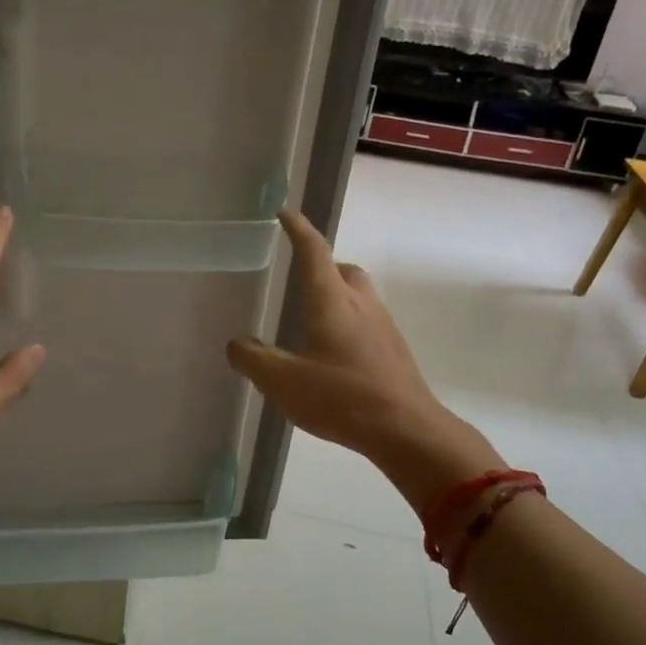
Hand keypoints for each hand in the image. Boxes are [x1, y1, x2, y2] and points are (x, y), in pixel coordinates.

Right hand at [227, 210, 498, 509]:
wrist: (408, 430)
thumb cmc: (342, 398)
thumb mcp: (283, 381)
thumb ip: (253, 359)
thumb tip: (238, 344)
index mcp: (331, 300)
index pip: (313, 250)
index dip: (298, 229)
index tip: (285, 214)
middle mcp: (360, 303)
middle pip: (342, 269)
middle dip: (321, 265)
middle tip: (300, 279)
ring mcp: (383, 325)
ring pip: (357, 295)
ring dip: (336, 295)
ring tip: (312, 320)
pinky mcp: (393, 349)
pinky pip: (367, 321)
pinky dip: (348, 322)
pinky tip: (334, 354)